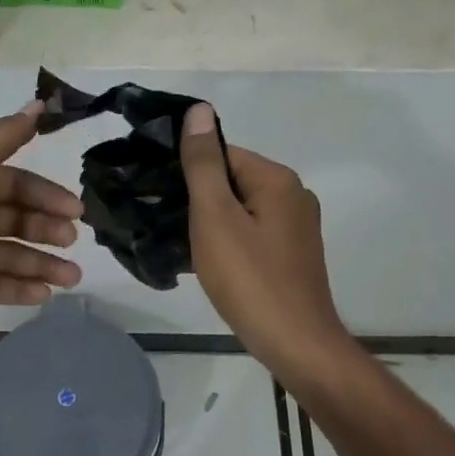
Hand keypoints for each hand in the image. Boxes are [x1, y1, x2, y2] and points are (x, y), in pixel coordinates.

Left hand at [0, 103, 82, 366]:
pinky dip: (19, 286)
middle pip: (12, 216)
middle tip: (73, 241)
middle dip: (45, 227)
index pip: (10, 180)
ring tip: (72, 277)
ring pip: (8, 253)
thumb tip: (38, 103)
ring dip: (41, 262)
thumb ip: (2, 138)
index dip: (43, 192)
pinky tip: (45, 294)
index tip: (75, 208)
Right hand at [179, 103, 349, 375]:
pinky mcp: (292, 254)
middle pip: (231, 181)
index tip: (158, 194)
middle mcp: (293, 195)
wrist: (296, 345)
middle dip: (197, 198)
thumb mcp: (215, 216)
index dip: (188, 171)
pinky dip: (228, 241)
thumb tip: (198, 110)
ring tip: (181, 245)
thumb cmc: (250, 278)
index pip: (222, 154)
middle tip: (165, 222)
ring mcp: (296, 227)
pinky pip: (251, 233)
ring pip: (239, 209)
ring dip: (210, 222)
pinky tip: (208, 262)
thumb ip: (203, 163)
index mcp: (277, 179)